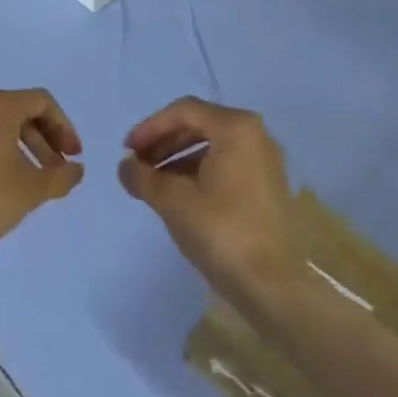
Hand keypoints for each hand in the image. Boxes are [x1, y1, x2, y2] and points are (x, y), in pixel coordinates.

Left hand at [0, 89, 83, 270]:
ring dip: (18, 149)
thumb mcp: (31, 190)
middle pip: (17, 113)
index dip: (64, 127)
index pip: (41, 102)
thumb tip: (75, 169)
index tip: (72, 157)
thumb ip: (61, 176)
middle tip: (55, 170)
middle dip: (43, 140)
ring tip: (28, 181)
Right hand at [119, 98, 298, 305]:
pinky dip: (197, 173)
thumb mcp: (173, 201)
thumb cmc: (221, 232)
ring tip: (151, 183)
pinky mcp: (267, 186)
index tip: (127, 150)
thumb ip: (143, 177)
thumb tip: (125, 166)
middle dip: (163, 142)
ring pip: (212, 147)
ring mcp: (265, 162)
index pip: (183, 111)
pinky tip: (177, 196)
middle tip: (136, 165)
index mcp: (236, 128)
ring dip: (177, 159)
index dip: (150, 127)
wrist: (272, 285)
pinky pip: (225, 165)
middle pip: (199, 125)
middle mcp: (256, 136)